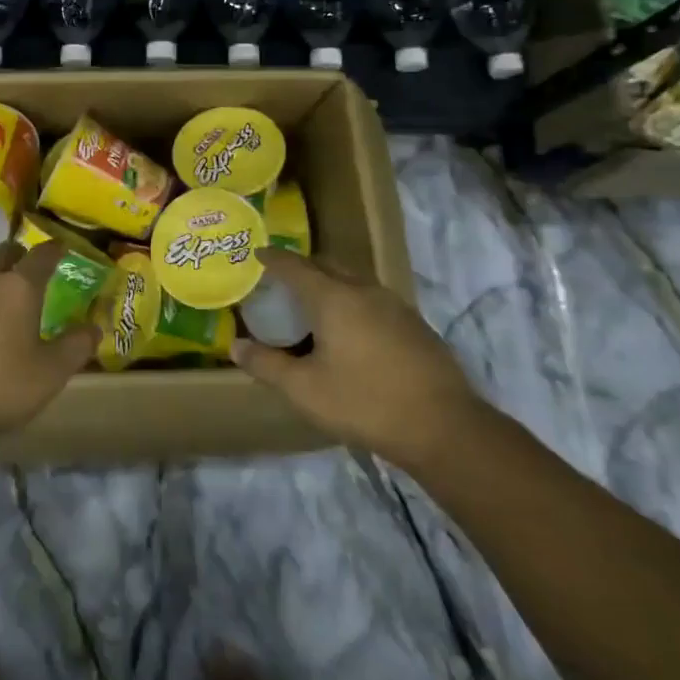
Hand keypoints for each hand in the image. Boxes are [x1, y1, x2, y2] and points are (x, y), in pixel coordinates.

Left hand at [0, 242, 95, 450]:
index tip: (62, 247)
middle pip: (3, 253)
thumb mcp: (51, 373)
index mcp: (18, 287)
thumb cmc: (0, 387)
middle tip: (30, 268)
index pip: (41, 255)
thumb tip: (94, 327)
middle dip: (19, 256)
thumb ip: (76, 346)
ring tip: (1, 294)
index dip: (54, 249)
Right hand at [232, 249, 487, 467]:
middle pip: (326, 265)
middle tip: (281, 282)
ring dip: (329, 283)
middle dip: (302, 267)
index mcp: (333, 297)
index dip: (273, 258)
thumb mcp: (305, 390)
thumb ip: (267, 365)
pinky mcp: (414, 323)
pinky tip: (351, 330)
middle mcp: (363, 290)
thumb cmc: (365, 403)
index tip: (257, 253)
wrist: (444, 426)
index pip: (295, 265)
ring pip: (352, 280)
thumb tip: (235, 346)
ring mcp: (393, 304)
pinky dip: (352, 301)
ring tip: (314, 306)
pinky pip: (371, 298)